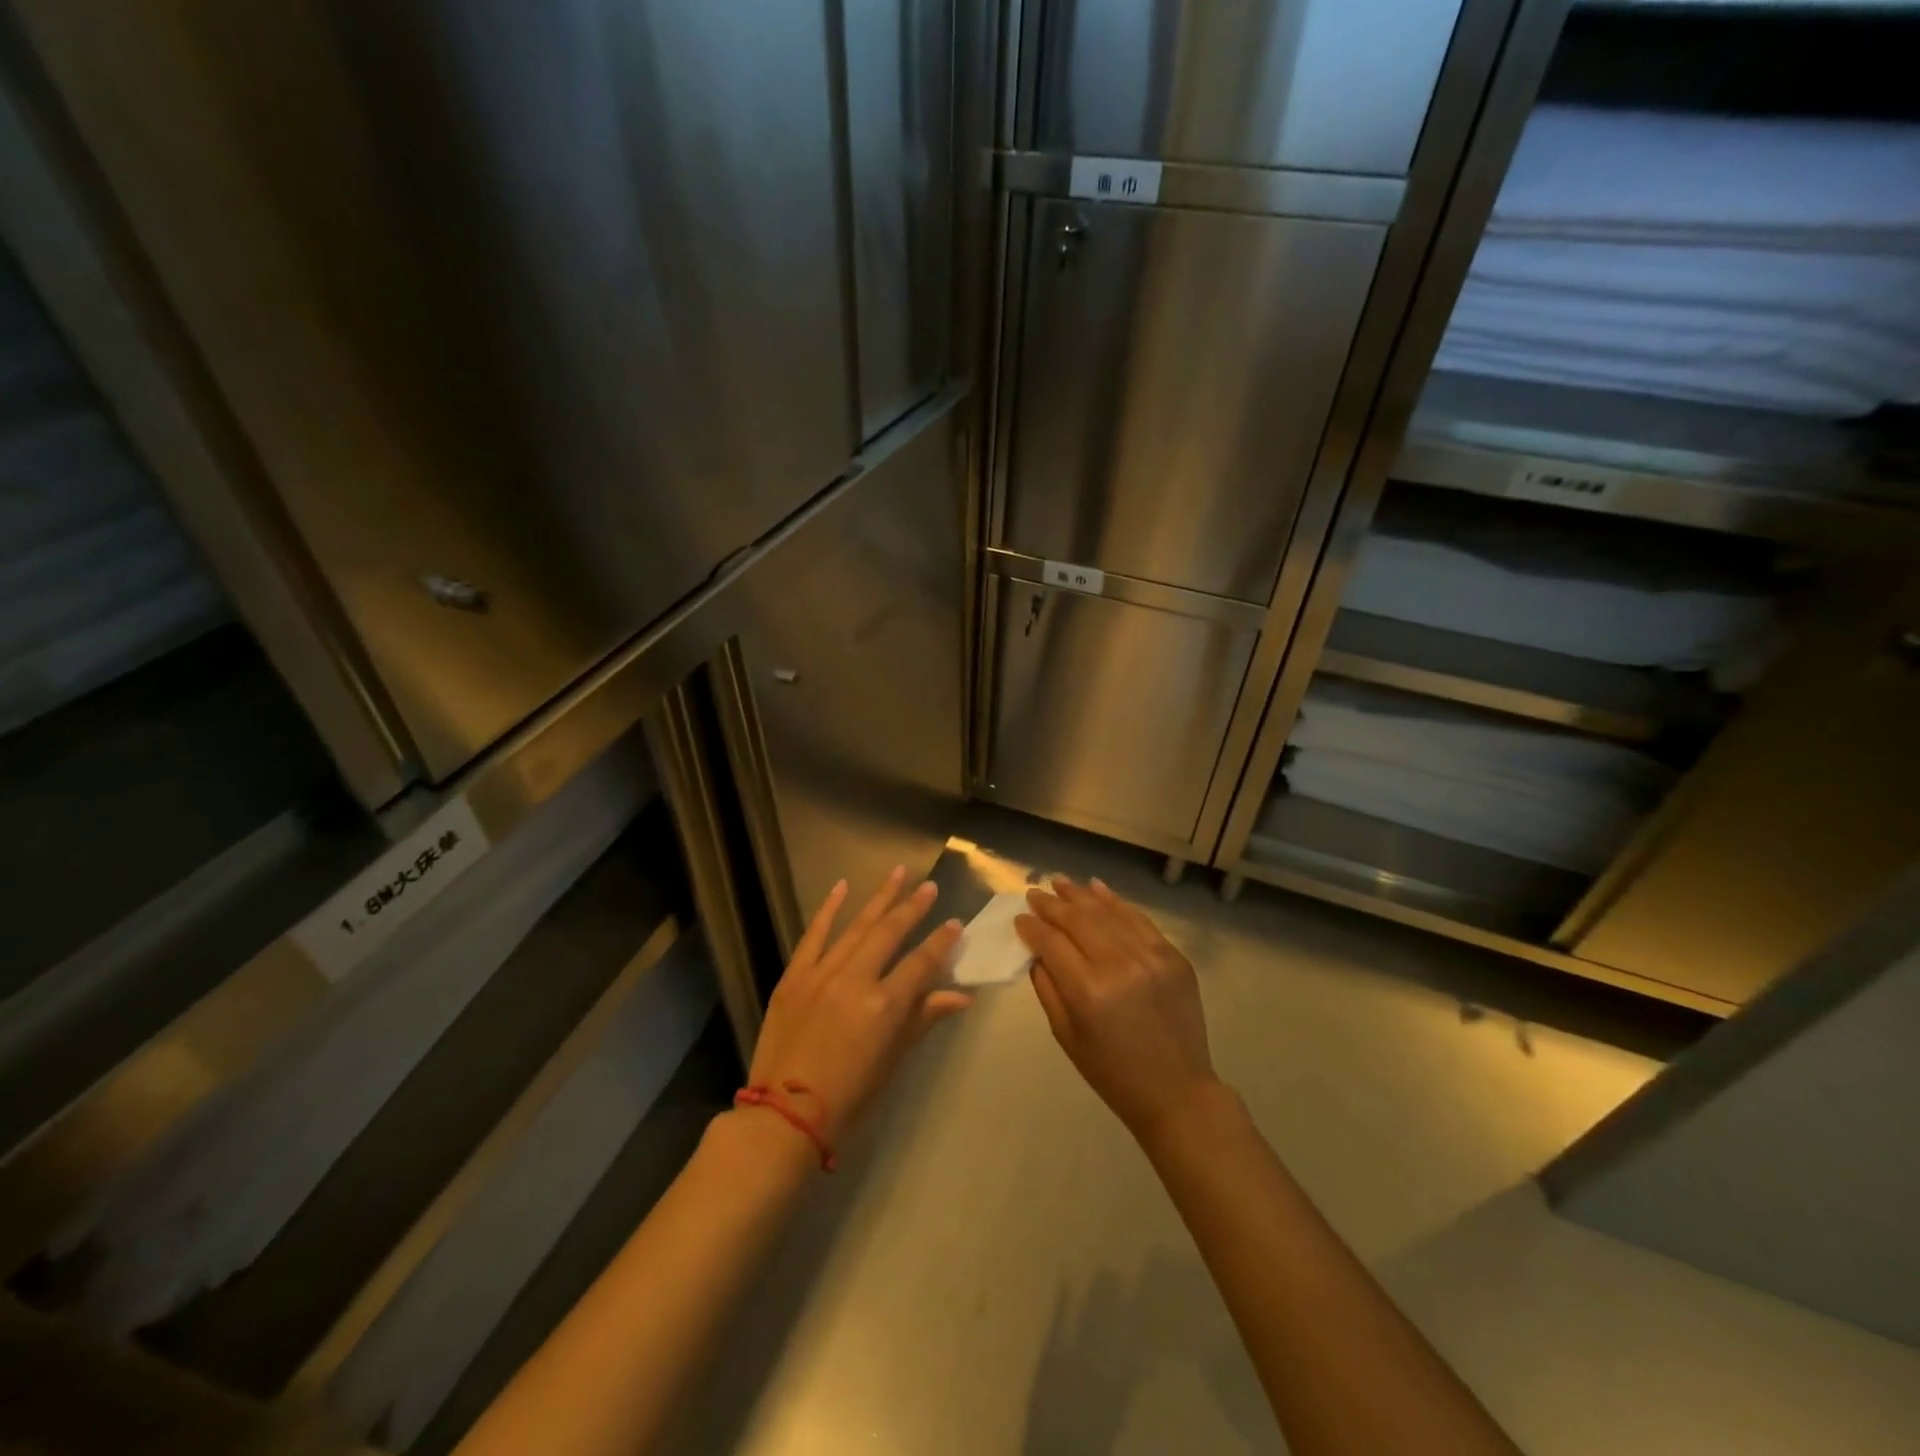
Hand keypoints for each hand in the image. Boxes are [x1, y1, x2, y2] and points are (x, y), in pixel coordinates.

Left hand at [745, 868, 971, 1148]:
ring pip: (856, 926)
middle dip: (913, 907)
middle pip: (890, 933)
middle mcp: (855, 979)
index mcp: (884, 1005)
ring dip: (879, 897)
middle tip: (930, 887)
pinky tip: (842, 886)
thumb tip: (961, 996)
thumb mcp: (893, 1059)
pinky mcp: (794, 976)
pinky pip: (814, 935)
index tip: (956, 923)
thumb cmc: (849, 1096)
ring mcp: (821, 974)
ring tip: (899, 872)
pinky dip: (828, 910)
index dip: (941, 942)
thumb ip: (924, 1018)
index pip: (922, 962)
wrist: (783, 1115)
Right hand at [1016, 877, 1218, 1140]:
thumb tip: (1036, 950)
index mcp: (1088, 991)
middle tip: (1034, 892)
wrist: (1177, 1092)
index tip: (1019, 917)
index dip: (1032, 926)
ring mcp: (1151, 957)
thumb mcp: (1066, 1035)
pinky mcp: (1174, 956)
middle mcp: (1119, 965)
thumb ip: (1047, 987)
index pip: (1051, 942)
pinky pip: (1139, 920)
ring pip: (1107, 912)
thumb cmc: (1112, 1072)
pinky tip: (1097, 888)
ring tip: (1060, 883)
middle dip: (1051, 904)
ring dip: (1080, 895)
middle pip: (1077, 920)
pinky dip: (1115, 902)